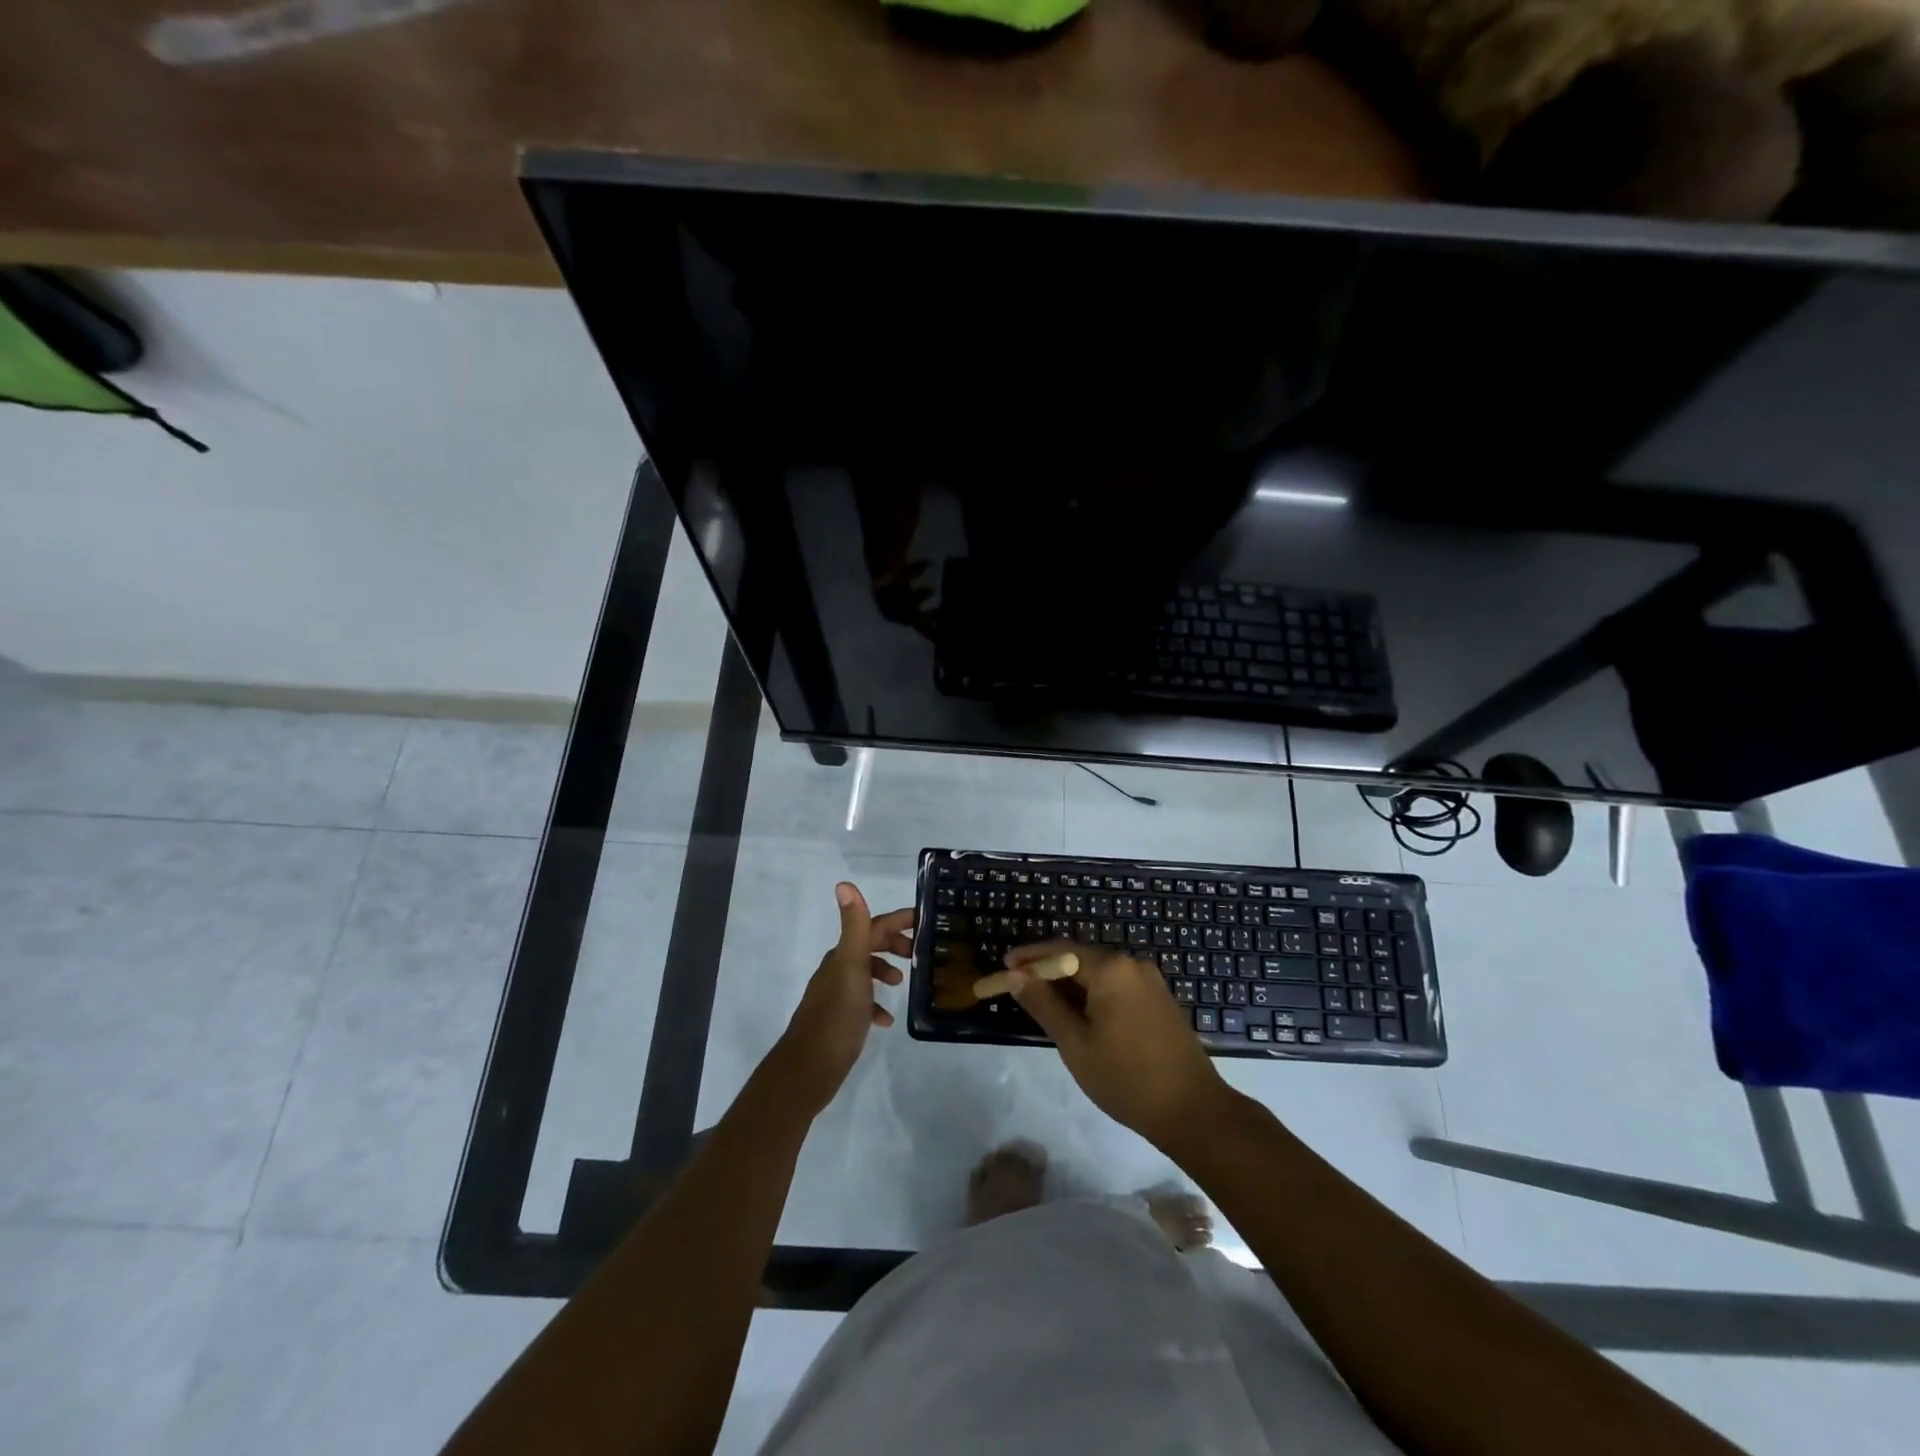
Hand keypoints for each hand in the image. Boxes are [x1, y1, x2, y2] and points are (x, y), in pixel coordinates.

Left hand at [771, 883, 913, 1115]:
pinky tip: (886, 1020)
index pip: (872, 926)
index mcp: (843, 955)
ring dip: (885, 972)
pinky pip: (863, 1004)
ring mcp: (838, 996)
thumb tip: (844, 883)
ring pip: (865, 973)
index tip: (924, 920)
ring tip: (902, 984)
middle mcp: (838, 970)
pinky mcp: (840, 1020)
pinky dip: (877, 1005)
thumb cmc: (837, 1014)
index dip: (897, 920)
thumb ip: (853, 926)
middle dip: (894, 944)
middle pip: (869, 946)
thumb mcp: (851, 966)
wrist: (810, 1067)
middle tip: (918, 954)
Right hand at [1006, 942, 1228, 1149]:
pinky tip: (1080, 1016)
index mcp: (1111, 969)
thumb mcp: (1075, 1043)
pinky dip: (1093, 994)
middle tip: (1019, 988)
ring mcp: (1150, 981)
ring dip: (1070, 984)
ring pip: (1099, 974)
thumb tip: (1015, 976)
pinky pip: (1117, 986)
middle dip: (1048, 971)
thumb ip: (1043, 1004)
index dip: (1029, 957)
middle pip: (1080, 958)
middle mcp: (1132, 964)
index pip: (1060, 950)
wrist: (1193, 1110)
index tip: (1004, 967)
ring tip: (1044, 1006)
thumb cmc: (1126, 1078)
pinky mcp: (1160, 999)